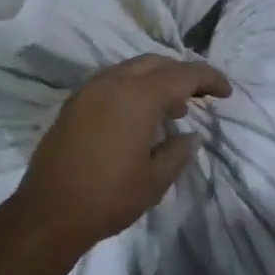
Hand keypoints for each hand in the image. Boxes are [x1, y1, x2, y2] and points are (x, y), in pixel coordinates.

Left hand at [15, 55, 230, 253]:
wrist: (48, 211)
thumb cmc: (108, 196)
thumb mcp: (155, 180)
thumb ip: (178, 152)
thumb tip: (190, 135)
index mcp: (139, 95)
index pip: (183, 74)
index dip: (208, 78)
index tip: (226, 91)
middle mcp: (114, 81)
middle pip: (156, 63)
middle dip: (182, 74)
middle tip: (201, 95)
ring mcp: (90, 89)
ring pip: (132, 69)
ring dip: (156, 80)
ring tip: (174, 109)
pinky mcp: (75, 102)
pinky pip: (113, 82)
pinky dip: (133, 88)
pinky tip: (140, 117)